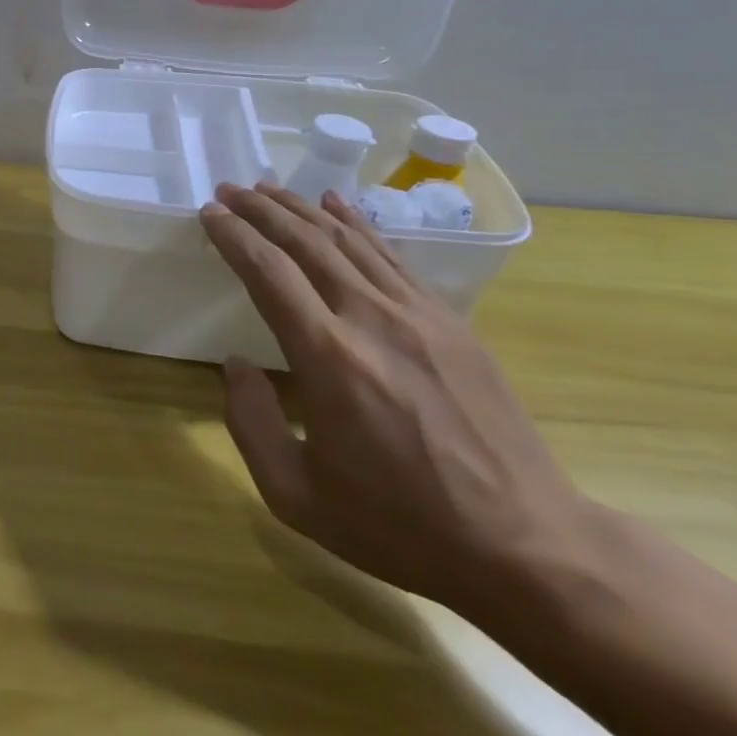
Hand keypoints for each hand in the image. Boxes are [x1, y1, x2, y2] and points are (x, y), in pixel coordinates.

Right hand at [201, 184, 594, 618]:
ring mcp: (417, 314)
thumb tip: (237, 364)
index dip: (234, 236)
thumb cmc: (401, 525)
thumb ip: (250, 423)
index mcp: (328, 357)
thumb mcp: (298, 497)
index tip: (209, 214)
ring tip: (268, 190)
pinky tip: (336, 206)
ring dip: (302, 209)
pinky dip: (358, 224)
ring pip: (348, 240)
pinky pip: (392, 256)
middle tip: (229, 189)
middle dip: (261, 210)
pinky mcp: (450, 321)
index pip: (268, 272)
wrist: (527, 545)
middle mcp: (370, 318)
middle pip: (306, 242)